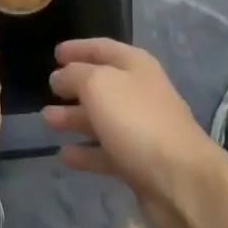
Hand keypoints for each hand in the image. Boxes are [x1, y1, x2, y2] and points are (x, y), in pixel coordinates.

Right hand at [42, 40, 221, 227]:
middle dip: (74, 85)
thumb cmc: (137, 120)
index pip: (102, 48)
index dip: (78, 48)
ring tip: (47, 120)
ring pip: (101, 118)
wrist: (180, 179)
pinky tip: (64, 155)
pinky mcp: (138, 162)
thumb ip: (75, 75)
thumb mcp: (99, 85)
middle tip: (48, 88)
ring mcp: (140, 128)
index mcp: (135, 65)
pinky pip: (106, 152)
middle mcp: (139, 92)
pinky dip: (86, 152)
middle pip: (102, 84)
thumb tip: (60, 76)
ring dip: (75, 118)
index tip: (55, 53)